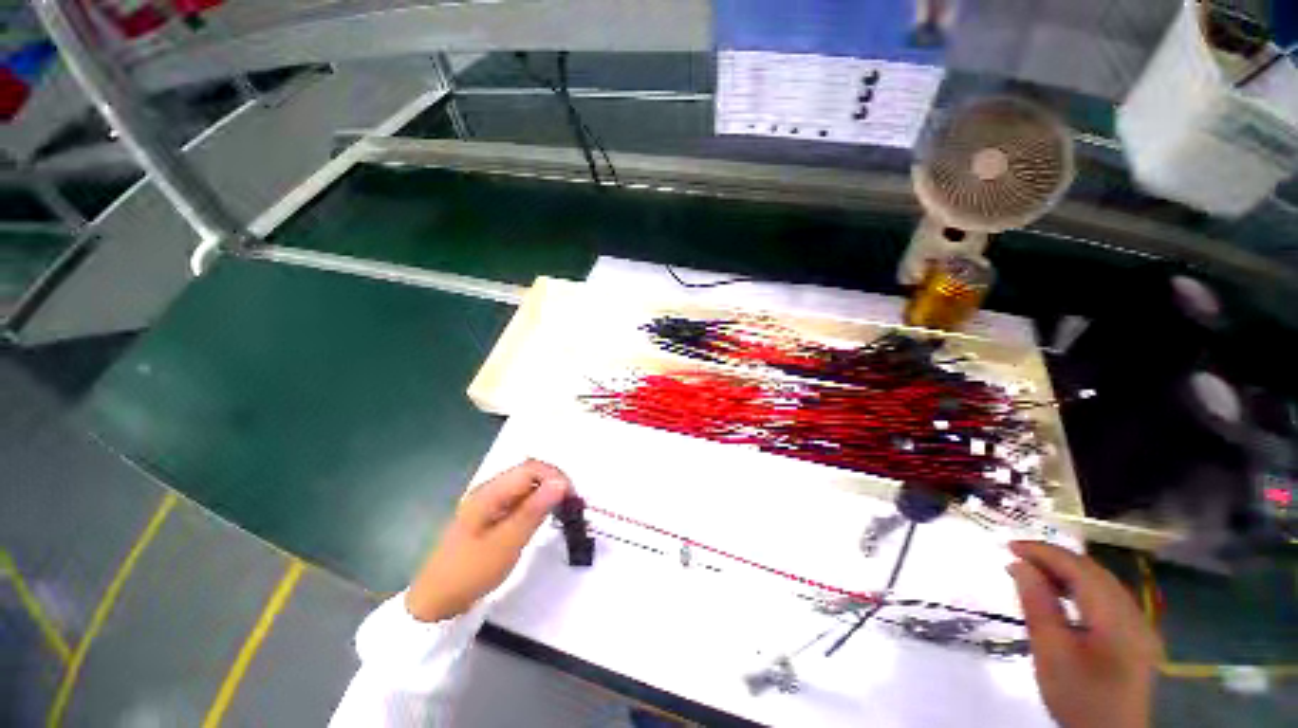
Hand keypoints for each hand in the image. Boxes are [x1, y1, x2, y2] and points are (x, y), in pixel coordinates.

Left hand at [405, 459, 571, 621]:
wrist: (435, 602)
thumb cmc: (470, 572)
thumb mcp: (506, 543)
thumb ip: (534, 511)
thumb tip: (561, 483)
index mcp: (490, 492)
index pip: (531, 468)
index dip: (555, 476)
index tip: (572, 498)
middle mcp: (490, 489)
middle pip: (529, 472)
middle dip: (553, 483)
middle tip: (571, 506)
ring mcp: (490, 501)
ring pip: (527, 485)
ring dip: (547, 493)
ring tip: (562, 511)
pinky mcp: (492, 514)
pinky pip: (520, 499)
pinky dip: (536, 504)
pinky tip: (543, 518)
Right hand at [1008, 541, 1160, 727]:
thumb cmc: (1077, 695)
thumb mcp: (1051, 652)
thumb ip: (1037, 604)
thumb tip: (1019, 564)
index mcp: (1116, 616)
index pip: (1079, 569)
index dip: (1043, 552)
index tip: (1007, 546)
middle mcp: (1133, 614)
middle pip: (1094, 572)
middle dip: (1054, 559)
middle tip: (1016, 557)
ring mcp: (1138, 626)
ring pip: (1101, 584)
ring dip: (1067, 572)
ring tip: (1033, 572)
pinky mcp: (1134, 638)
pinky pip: (1106, 599)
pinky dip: (1080, 588)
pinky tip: (1062, 595)